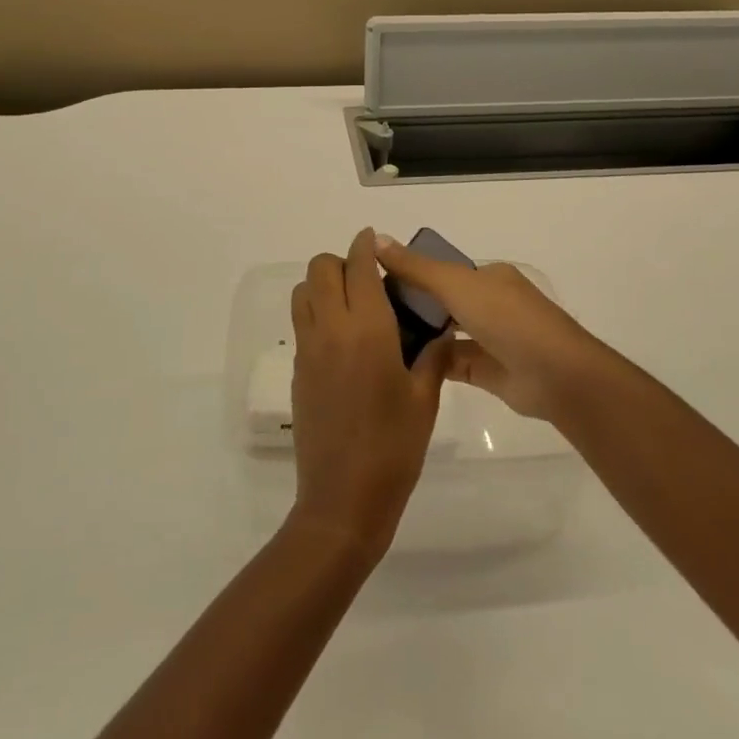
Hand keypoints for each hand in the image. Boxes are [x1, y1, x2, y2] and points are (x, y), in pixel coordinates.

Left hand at [289, 229, 450, 558]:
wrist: (343, 499)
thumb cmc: (394, 448)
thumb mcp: (424, 400)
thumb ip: (432, 356)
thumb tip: (441, 329)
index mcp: (367, 330)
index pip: (358, 267)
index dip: (365, 245)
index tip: (374, 239)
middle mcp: (331, 329)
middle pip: (320, 269)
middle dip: (342, 262)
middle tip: (369, 281)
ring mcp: (308, 350)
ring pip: (303, 292)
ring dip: (323, 285)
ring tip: (353, 307)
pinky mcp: (297, 371)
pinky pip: (302, 323)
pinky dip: (316, 313)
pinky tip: (343, 341)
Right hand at [374, 235, 610, 421]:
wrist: (556, 376)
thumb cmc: (507, 319)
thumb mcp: (457, 284)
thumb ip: (417, 268)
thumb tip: (376, 239)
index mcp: (489, 277)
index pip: (443, 270)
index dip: (411, 272)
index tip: (374, 281)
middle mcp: (491, 304)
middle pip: (443, 301)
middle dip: (412, 305)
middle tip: (369, 313)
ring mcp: (491, 339)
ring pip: (446, 333)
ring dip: (420, 335)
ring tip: (376, 338)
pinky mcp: (488, 372)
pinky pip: (452, 363)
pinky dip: (430, 362)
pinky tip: (399, 363)